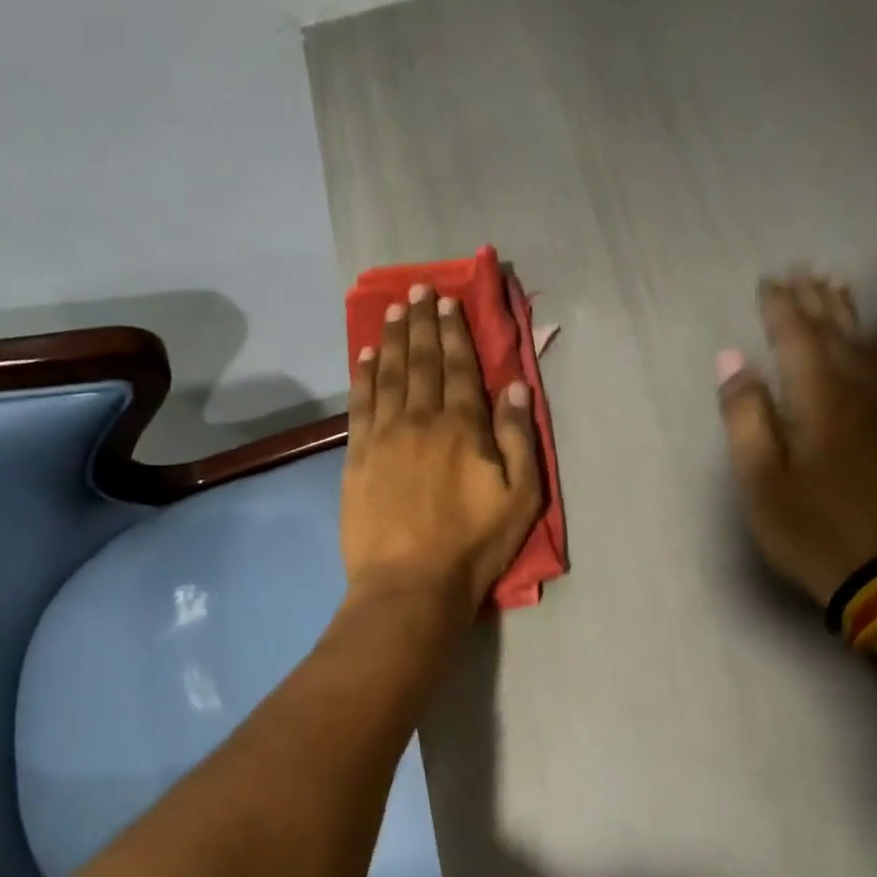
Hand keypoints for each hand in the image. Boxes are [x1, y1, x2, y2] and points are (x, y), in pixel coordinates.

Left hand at [342, 283, 543, 618]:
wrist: (410, 584)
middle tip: (418, 291)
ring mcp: (384, 436)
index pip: (459, 368)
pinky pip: (360, 403)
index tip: (448, 302)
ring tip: (393, 311)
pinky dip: (363, 375)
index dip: (454, 333)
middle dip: (422, 324)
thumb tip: (515, 387)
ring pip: (388, 375)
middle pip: (421, 361)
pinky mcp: (357, 457)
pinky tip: (366, 355)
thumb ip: (518, 439)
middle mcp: (420, 419)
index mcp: (463, 427)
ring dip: (392, 339)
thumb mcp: (520, 499)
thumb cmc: (473, 546)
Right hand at [716, 273, 876, 602]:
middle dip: (817, 302)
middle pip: (836, 334)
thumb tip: (734, 363)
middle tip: (803, 272)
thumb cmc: (811, 529)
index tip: (768, 282)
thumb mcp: (760, 481)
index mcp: (818, 400)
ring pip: (867, 347)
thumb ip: (746, 418)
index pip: (797, 338)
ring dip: (849, 315)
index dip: (781, 308)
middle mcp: (857, 393)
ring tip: (838, 288)